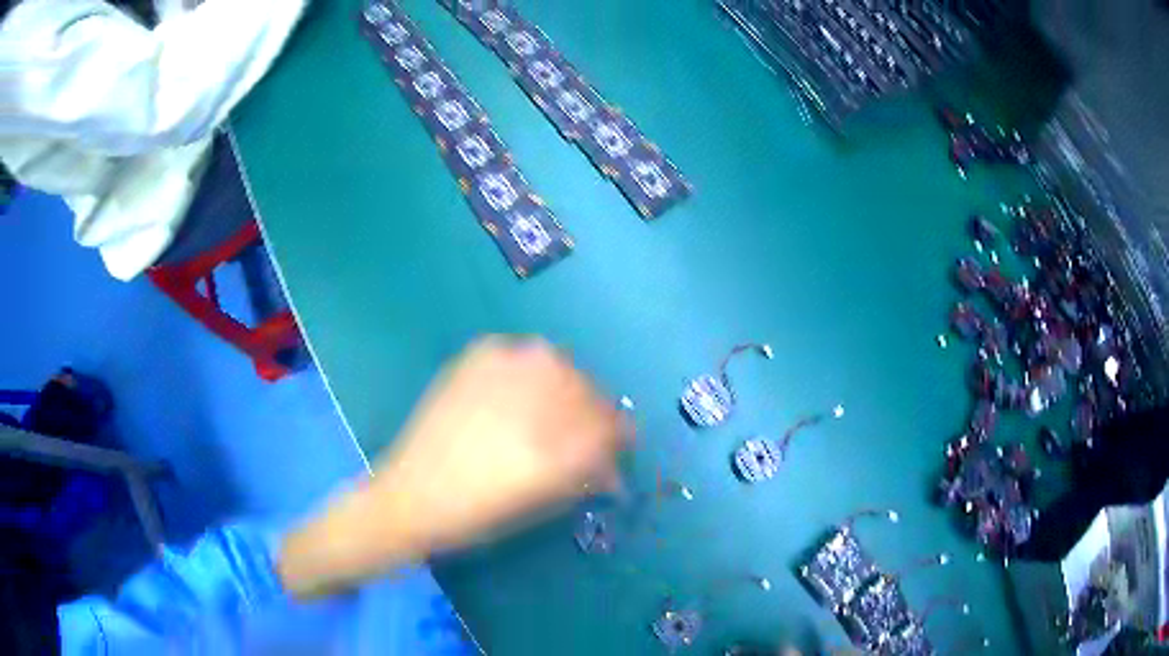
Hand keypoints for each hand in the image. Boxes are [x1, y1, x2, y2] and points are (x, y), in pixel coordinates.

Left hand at [278, 337, 627, 597]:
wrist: (412, 493)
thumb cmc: (481, 513)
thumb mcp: (546, 502)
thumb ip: (587, 475)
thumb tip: (611, 463)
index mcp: (562, 444)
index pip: (614, 426)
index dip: (619, 437)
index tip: (615, 447)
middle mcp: (541, 395)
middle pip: (592, 391)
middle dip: (593, 413)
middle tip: (577, 433)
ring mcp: (508, 366)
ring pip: (561, 366)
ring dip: (564, 388)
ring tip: (544, 411)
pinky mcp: (479, 354)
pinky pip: (524, 354)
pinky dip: (528, 371)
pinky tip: (513, 393)